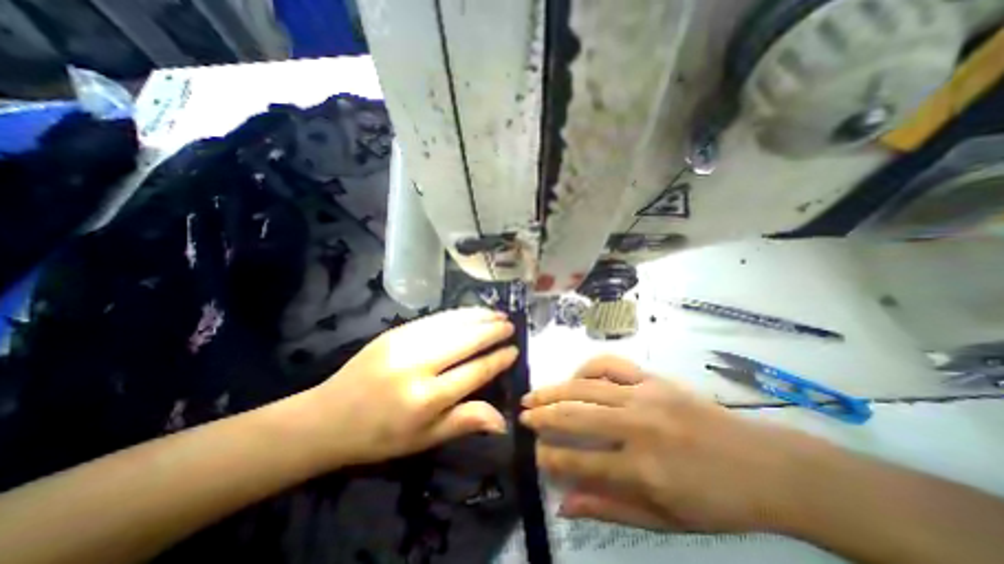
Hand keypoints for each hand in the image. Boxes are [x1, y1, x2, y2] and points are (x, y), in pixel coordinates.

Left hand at [298, 309, 516, 466]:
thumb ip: (464, 422)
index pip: (474, 372)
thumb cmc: (381, 435)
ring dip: (478, 317)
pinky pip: (435, 318)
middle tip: (510, 325)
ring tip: (497, 314)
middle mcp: (418, 365)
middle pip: (466, 340)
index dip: (497, 360)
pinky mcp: (395, 331)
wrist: (328, 416)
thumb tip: (503, 420)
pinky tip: (470, 312)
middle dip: (492, 331)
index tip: (514, 350)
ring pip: (452, 324)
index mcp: (426, 398)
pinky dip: (458, 314)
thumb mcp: (425, 439)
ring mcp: (405, 343)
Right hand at [523, 357, 818, 533]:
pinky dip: (587, 368)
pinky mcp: (652, 378)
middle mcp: (637, 427)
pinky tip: (575, 376)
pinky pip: (611, 365)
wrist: (763, 464)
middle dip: (543, 417)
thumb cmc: (715, 499)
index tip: (533, 454)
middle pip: (576, 416)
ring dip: (554, 390)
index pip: (579, 461)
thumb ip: (610, 507)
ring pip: (586, 388)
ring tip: (533, 395)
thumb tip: (564, 503)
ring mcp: (644, 396)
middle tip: (522, 416)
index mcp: (642, 469)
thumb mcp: (665, 519)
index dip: (550, 457)